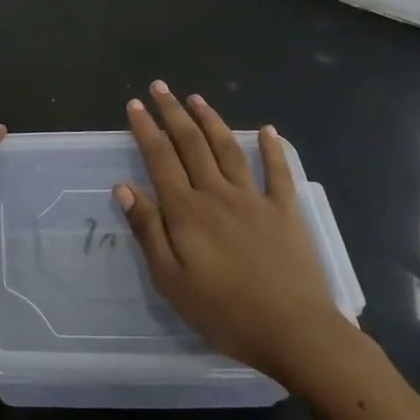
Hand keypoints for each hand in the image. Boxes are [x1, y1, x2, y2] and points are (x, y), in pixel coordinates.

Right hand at [115, 82, 347, 386]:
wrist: (296, 332)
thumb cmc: (224, 312)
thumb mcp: (171, 280)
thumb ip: (148, 231)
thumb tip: (124, 187)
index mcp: (186, 211)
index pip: (160, 159)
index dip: (145, 129)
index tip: (134, 105)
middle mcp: (217, 194)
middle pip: (191, 144)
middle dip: (172, 113)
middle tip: (159, 87)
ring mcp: (255, 200)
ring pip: (228, 149)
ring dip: (211, 120)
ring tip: (196, 98)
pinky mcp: (285, 212)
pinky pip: (278, 172)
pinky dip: (273, 148)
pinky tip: (268, 130)